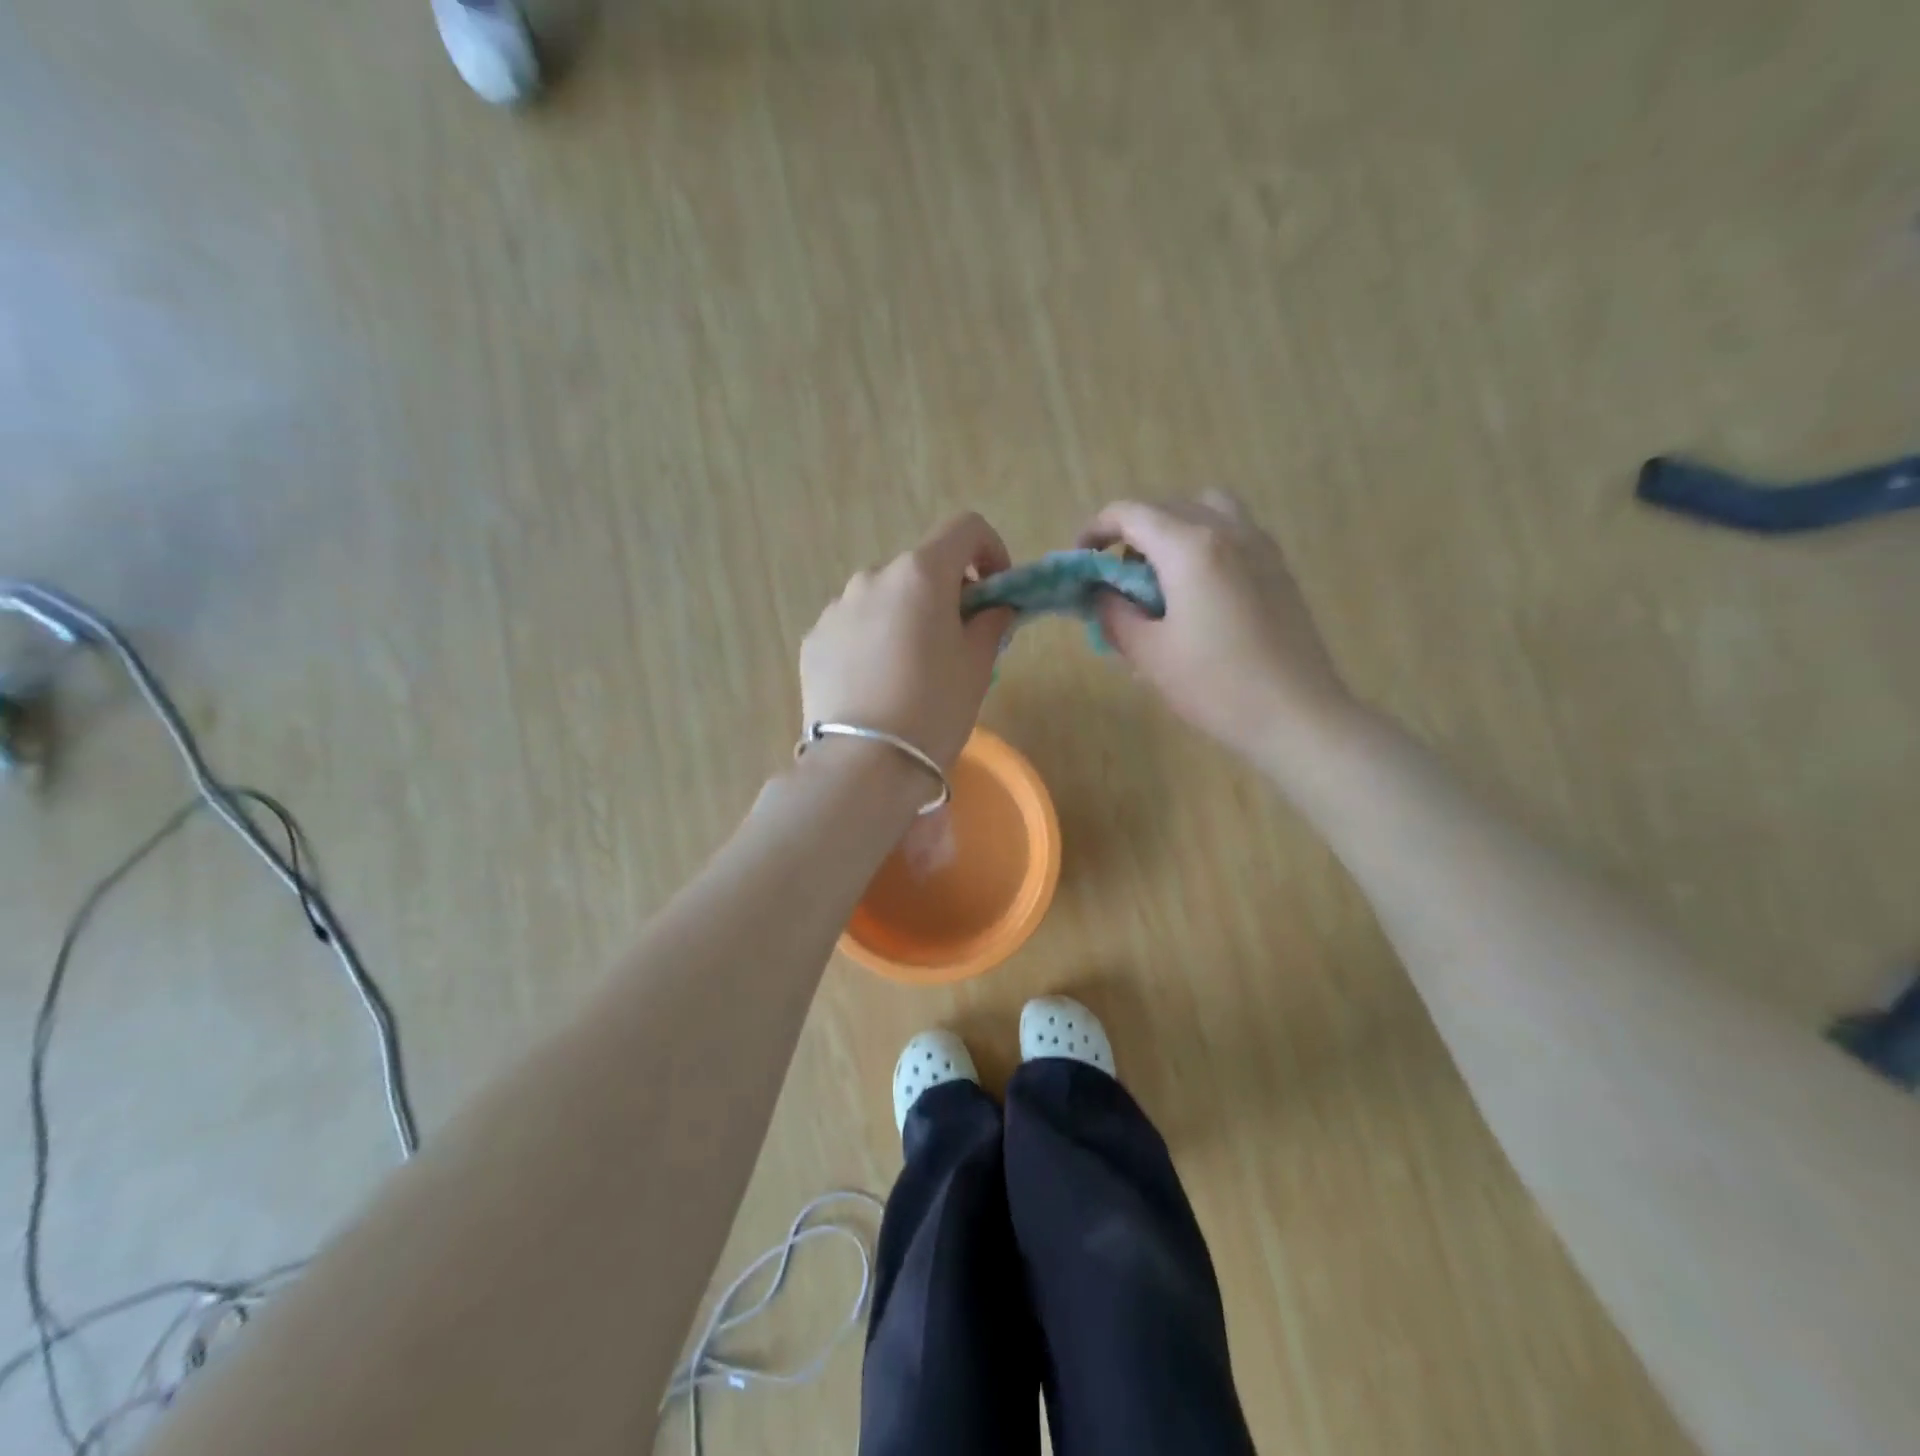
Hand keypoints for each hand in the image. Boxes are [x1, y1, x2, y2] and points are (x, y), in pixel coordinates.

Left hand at [800, 513, 1013, 770]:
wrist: (863, 764)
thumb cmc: (933, 709)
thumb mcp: (977, 667)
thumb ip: (991, 623)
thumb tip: (994, 608)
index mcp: (920, 574)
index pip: (964, 529)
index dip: (990, 550)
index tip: (995, 591)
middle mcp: (872, 577)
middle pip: (920, 568)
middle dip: (944, 593)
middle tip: (956, 640)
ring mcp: (836, 608)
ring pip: (883, 598)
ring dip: (904, 616)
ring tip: (910, 670)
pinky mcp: (813, 640)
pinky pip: (852, 626)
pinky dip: (871, 640)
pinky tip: (876, 684)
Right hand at [1079, 492, 1354, 765]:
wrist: (1296, 715)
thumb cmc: (1215, 686)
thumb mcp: (1149, 654)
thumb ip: (1115, 614)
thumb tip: (1102, 595)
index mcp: (1190, 547)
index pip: (1131, 513)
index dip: (1096, 529)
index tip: (1081, 559)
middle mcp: (1228, 531)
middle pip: (1167, 506)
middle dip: (1132, 531)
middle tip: (1114, 574)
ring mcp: (1260, 545)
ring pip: (1206, 510)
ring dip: (1173, 529)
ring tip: (1159, 575)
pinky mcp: (1278, 567)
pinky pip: (1233, 531)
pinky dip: (1203, 542)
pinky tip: (1196, 591)